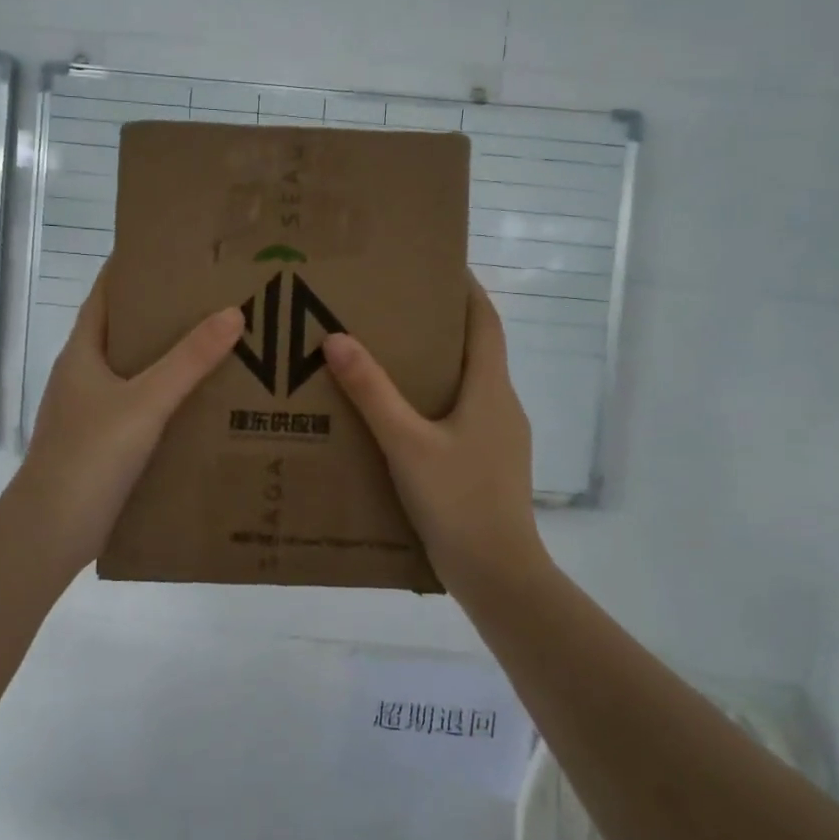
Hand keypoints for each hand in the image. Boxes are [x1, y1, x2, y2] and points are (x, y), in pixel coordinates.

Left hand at [7, 266, 242, 572]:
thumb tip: (233, 312)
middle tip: (213, 298)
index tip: (174, 251)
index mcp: (82, 353)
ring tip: (219, 344)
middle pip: (124, 331)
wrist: (51, 531)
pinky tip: (202, 403)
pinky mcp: (103, 443)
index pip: (106, 294)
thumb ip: (188, 360)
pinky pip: (141, 407)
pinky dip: (168, 397)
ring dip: (169, 358)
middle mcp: (84, 375)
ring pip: (135, 372)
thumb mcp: (144, 402)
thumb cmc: (90, 456)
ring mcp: (91, 411)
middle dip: (164, 314)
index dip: (133, 268)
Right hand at [323, 278, 538, 580]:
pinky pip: (460, 417)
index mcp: (491, 390)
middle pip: (475, 351)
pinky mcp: (487, 464)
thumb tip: (336, 339)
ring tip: (387, 358)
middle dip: (441, 326)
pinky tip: (399, 419)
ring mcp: (498, 438)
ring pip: (467, 387)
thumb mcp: (406, 444)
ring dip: (435, 367)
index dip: (467, 289)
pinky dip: (433, 403)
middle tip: (394, 309)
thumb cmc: (458, 501)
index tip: (439, 265)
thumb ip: (372, 392)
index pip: (485, 322)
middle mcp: (501, 406)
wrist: (498, 575)